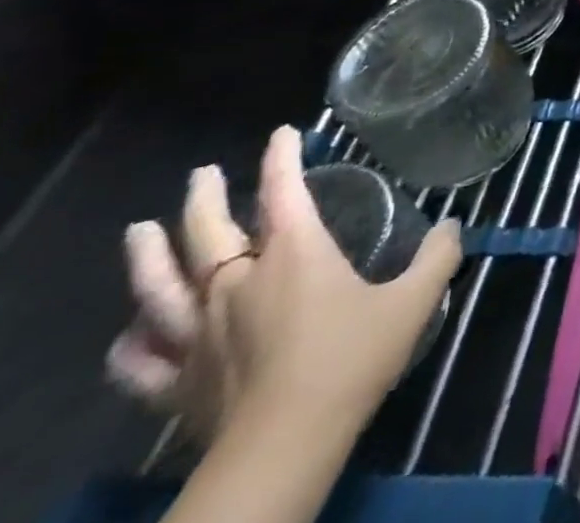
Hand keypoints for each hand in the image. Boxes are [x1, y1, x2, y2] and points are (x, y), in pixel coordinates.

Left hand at [107, 126, 460, 442]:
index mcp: (294, 256)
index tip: (282, 133)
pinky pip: (140, 364)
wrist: (285, 447)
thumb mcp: (415, 301)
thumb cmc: (352, 359)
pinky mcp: (177, 386)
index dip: (282, 158)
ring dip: (146, 258)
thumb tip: (452, 228)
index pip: (284, 192)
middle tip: (202, 174)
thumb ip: (438, 257)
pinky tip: (127, 334)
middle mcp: (238, 285)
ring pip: (160, 290)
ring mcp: (198, 337)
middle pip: (208, 234)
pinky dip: (128, 347)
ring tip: (137, 231)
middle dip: (204, 199)